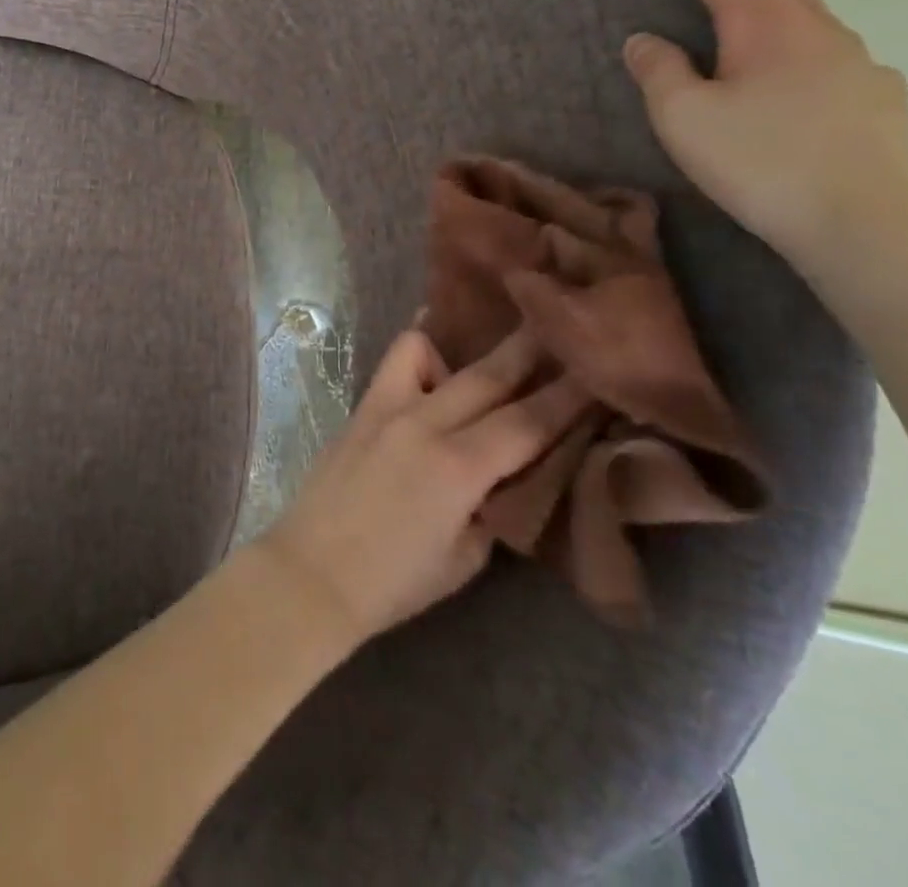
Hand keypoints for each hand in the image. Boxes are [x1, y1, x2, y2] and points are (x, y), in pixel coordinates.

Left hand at [257, 327, 584, 644]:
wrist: (313, 572)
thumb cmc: (396, 580)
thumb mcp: (466, 554)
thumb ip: (491, 504)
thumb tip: (505, 474)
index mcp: (458, 467)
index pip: (527, 423)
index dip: (567, 397)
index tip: (594, 371)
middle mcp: (422, 423)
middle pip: (486, 376)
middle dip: (528, 351)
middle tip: (558, 326)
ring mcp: (384, 409)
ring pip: (426, 350)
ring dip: (465, 346)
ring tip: (486, 354)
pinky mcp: (359, 409)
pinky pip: (392, 366)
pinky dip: (419, 356)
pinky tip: (431, 367)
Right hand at [624, 0, 907, 267]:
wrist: (861, 224)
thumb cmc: (758, 162)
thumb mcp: (682, 117)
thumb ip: (659, 70)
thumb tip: (646, 39)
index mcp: (767, 24)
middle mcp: (818, 28)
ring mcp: (856, 61)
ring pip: (801, 11)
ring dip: (759, 0)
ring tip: (728, 21)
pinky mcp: (875, 96)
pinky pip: (823, 52)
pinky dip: (789, 45)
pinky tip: (779, 79)